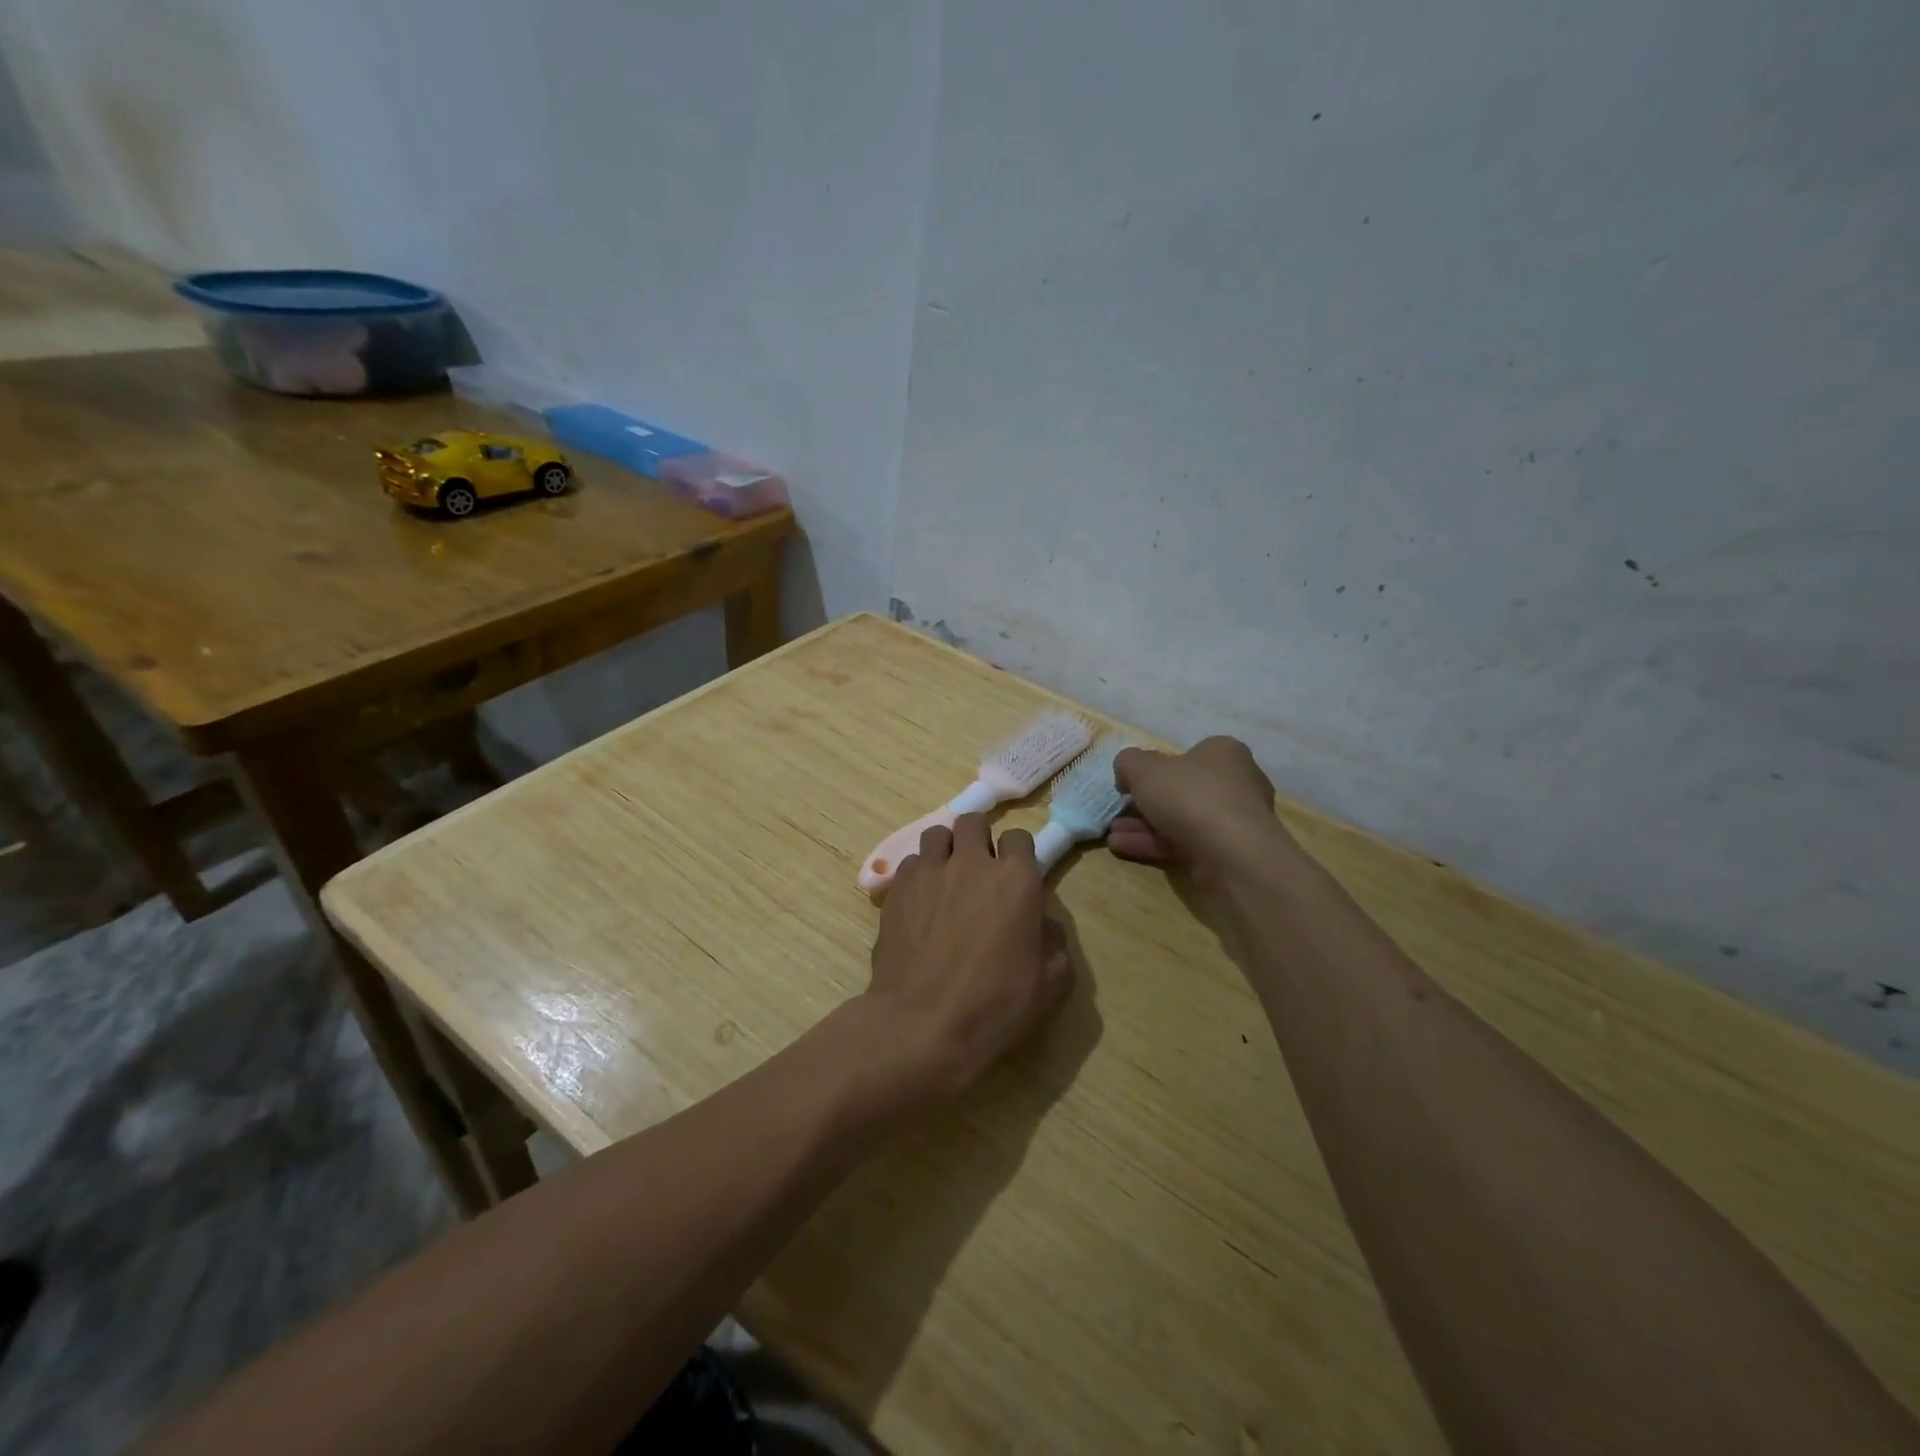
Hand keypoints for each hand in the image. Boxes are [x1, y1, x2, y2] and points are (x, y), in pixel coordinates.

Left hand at [864, 814, 1073, 1101]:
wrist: (924, 1024)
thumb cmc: (996, 1005)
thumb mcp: (1052, 982)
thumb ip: (1055, 941)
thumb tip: (1042, 924)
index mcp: (1015, 878)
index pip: (1019, 837)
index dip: (1018, 854)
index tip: (1016, 875)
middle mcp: (971, 863)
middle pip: (973, 822)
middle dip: (979, 837)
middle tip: (980, 868)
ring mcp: (929, 872)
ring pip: (936, 834)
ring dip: (945, 849)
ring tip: (946, 878)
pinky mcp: (896, 889)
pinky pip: (910, 863)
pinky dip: (918, 874)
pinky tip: (920, 902)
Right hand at [1108, 736, 1287, 871]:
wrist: (1232, 854)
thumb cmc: (1190, 796)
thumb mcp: (1144, 768)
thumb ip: (1128, 763)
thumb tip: (1127, 773)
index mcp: (1224, 753)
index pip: (1187, 756)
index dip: (1155, 768)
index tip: (1130, 784)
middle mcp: (1236, 783)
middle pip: (1181, 791)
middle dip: (1144, 803)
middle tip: (1118, 812)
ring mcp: (1234, 822)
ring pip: (1181, 820)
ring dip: (1143, 827)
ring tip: (1112, 834)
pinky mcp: (1228, 853)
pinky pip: (1185, 844)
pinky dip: (1154, 844)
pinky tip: (1123, 848)